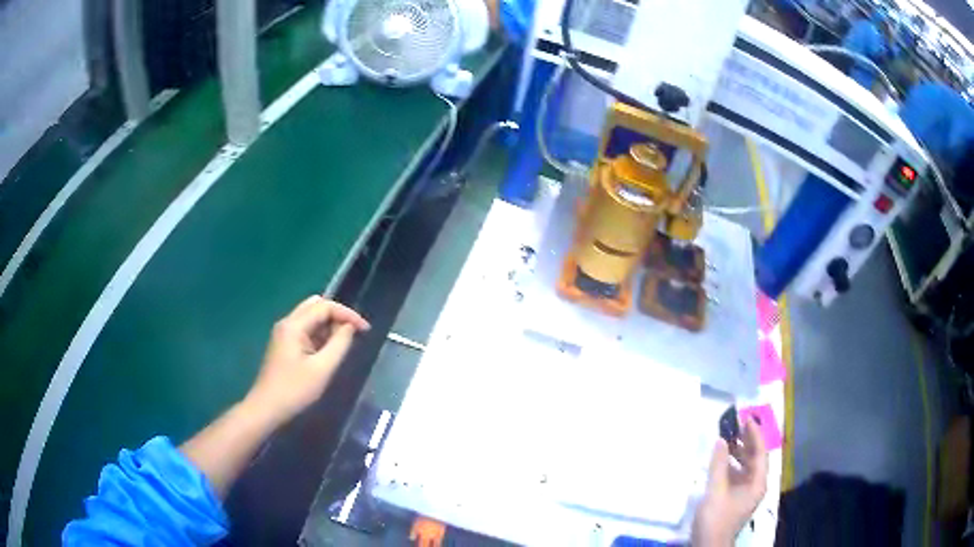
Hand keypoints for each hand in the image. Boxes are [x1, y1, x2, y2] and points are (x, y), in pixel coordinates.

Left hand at [244, 296, 369, 424]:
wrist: (267, 408)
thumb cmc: (295, 390)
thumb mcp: (322, 369)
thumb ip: (339, 344)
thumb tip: (350, 327)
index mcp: (294, 325)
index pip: (325, 306)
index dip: (347, 314)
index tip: (365, 329)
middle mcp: (287, 323)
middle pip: (315, 305)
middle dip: (337, 315)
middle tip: (354, 332)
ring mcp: (284, 333)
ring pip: (310, 316)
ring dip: (329, 324)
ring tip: (344, 342)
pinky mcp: (284, 344)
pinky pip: (305, 329)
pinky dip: (320, 333)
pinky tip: (329, 349)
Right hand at [692, 418, 768, 545]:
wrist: (709, 544)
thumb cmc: (717, 517)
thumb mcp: (716, 490)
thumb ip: (719, 465)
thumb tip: (721, 440)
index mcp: (757, 483)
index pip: (760, 452)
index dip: (755, 434)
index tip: (746, 418)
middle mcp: (755, 485)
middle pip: (754, 458)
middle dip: (746, 441)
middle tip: (735, 424)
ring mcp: (744, 491)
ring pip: (744, 466)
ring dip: (736, 452)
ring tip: (725, 438)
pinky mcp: (734, 497)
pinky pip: (736, 474)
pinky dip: (729, 464)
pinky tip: (719, 459)